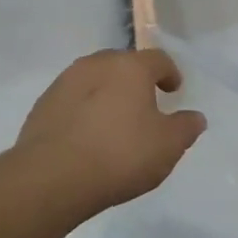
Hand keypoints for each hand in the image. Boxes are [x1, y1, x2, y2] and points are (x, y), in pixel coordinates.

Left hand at [16, 50, 205, 217]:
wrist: (51, 178)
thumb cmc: (119, 155)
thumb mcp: (167, 146)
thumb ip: (186, 128)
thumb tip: (195, 117)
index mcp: (130, 67)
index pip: (158, 59)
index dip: (170, 73)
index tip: (173, 90)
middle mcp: (96, 65)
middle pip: (122, 64)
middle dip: (136, 81)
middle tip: (145, 105)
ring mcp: (64, 83)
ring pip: (94, 81)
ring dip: (107, 94)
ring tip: (114, 122)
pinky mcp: (42, 106)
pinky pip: (72, 101)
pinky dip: (84, 111)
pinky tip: (87, 137)